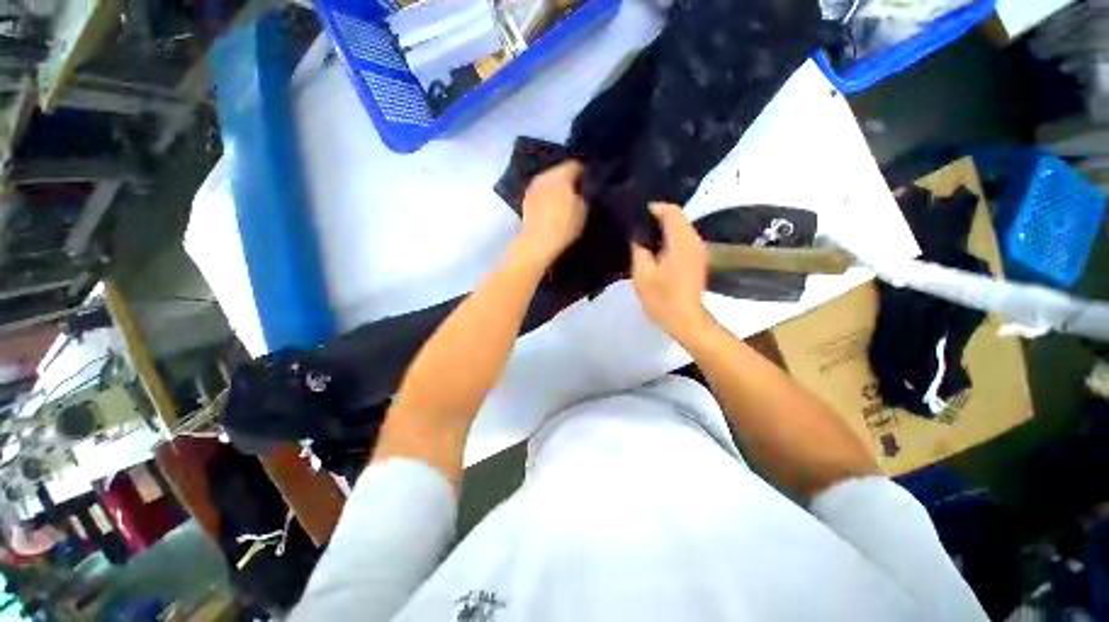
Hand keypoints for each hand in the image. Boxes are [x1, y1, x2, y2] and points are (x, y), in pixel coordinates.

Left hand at [517, 161, 585, 264]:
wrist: (537, 243)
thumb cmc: (564, 226)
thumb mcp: (584, 210)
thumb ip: (585, 195)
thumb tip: (582, 190)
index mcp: (561, 173)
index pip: (576, 165)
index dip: (585, 174)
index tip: (589, 185)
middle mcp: (545, 175)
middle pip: (560, 172)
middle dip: (569, 181)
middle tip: (577, 195)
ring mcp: (532, 187)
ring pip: (548, 182)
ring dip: (556, 189)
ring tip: (563, 203)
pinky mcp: (525, 200)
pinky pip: (540, 193)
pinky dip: (546, 198)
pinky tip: (551, 210)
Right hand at [631, 203, 712, 341]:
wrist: (685, 320)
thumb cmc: (662, 298)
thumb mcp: (642, 274)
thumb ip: (639, 250)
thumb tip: (638, 236)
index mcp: (681, 242)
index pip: (671, 211)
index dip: (654, 209)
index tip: (637, 216)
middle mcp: (694, 241)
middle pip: (678, 219)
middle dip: (658, 219)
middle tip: (637, 229)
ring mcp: (699, 252)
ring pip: (681, 230)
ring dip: (664, 231)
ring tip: (644, 240)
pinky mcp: (698, 261)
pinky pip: (684, 241)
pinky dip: (670, 241)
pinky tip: (656, 253)